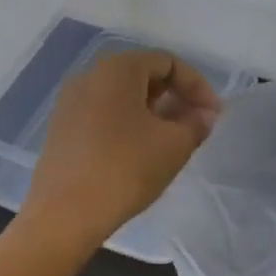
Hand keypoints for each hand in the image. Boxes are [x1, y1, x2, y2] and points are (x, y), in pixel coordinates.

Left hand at [21, 49, 221, 249]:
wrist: (64, 214)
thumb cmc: (125, 169)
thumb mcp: (174, 145)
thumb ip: (196, 123)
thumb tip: (204, 114)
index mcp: (117, 69)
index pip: (167, 62)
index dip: (196, 85)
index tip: (213, 115)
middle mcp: (89, 76)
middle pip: (142, 74)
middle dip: (174, 96)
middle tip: (194, 125)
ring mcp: (70, 102)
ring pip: (122, 96)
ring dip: (152, 111)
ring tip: (171, 140)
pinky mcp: (62, 128)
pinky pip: (103, 114)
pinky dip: (127, 123)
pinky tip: (139, 152)